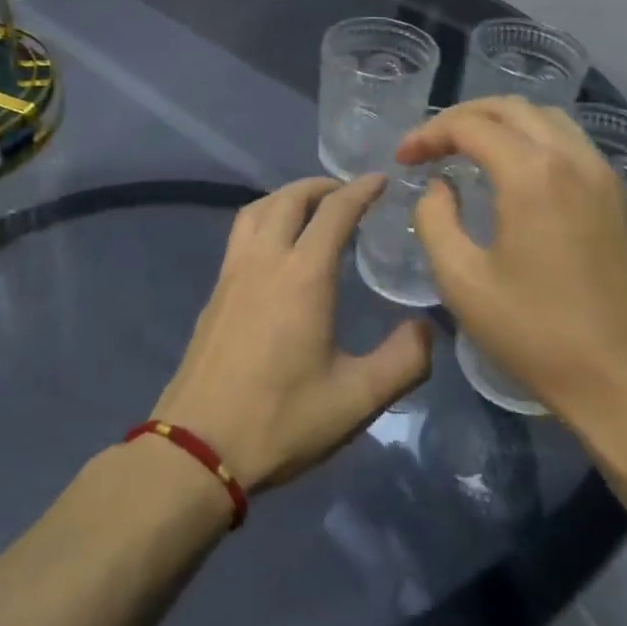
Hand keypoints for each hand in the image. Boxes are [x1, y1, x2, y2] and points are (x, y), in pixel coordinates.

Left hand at [155, 176, 432, 490]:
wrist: (199, 446)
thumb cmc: (282, 420)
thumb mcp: (357, 399)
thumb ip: (403, 361)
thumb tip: (427, 327)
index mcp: (303, 275)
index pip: (334, 211)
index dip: (360, 190)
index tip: (380, 179)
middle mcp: (265, 260)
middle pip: (290, 198)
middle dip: (321, 185)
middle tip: (347, 193)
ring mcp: (232, 273)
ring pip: (257, 210)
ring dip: (287, 197)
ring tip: (310, 209)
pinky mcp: (214, 292)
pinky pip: (241, 233)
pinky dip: (264, 219)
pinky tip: (275, 248)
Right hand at [396, 98, 626, 442]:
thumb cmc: (536, 334)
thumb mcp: (462, 281)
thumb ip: (435, 220)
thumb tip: (440, 187)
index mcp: (532, 174)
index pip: (471, 126)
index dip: (428, 134)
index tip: (402, 159)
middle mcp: (574, 159)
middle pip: (511, 108)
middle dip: (462, 118)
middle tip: (430, 146)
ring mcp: (605, 177)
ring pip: (547, 119)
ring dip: (502, 123)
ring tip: (469, 149)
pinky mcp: (621, 200)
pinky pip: (573, 144)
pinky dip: (534, 140)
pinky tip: (516, 172)